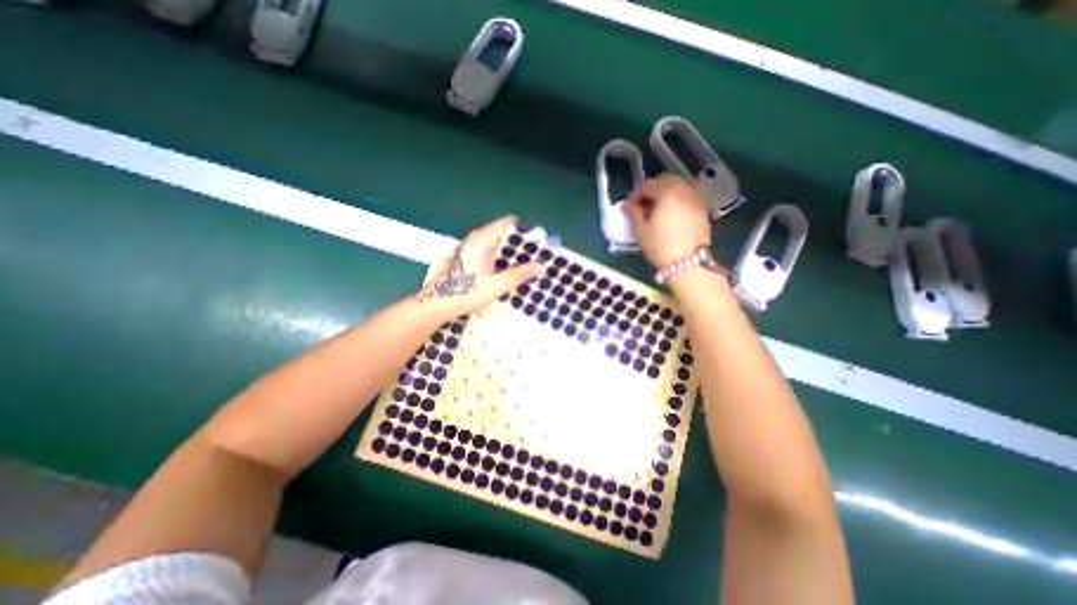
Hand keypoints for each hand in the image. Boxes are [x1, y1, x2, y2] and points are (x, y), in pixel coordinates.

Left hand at [416, 219, 542, 321]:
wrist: (436, 304)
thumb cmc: (465, 292)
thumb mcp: (496, 286)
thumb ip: (518, 275)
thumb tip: (541, 267)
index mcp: (482, 239)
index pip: (507, 223)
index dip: (524, 230)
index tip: (538, 242)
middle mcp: (475, 239)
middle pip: (502, 232)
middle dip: (520, 243)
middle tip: (535, 256)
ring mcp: (470, 247)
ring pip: (495, 242)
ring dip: (510, 251)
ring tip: (526, 264)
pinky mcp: (467, 257)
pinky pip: (489, 250)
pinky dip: (500, 256)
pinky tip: (507, 270)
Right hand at [624, 176, 712, 268]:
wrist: (688, 263)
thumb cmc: (660, 246)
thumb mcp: (640, 230)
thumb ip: (633, 212)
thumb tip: (629, 204)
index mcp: (667, 191)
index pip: (648, 185)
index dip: (636, 195)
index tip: (629, 207)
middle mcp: (684, 189)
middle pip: (666, 181)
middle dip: (652, 190)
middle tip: (643, 206)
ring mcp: (697, 198)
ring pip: (679, 187)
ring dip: (666, 193)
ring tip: (657, 210)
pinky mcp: (703, 209)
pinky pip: (688, 196)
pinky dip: (678, 200)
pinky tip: (671, 214)